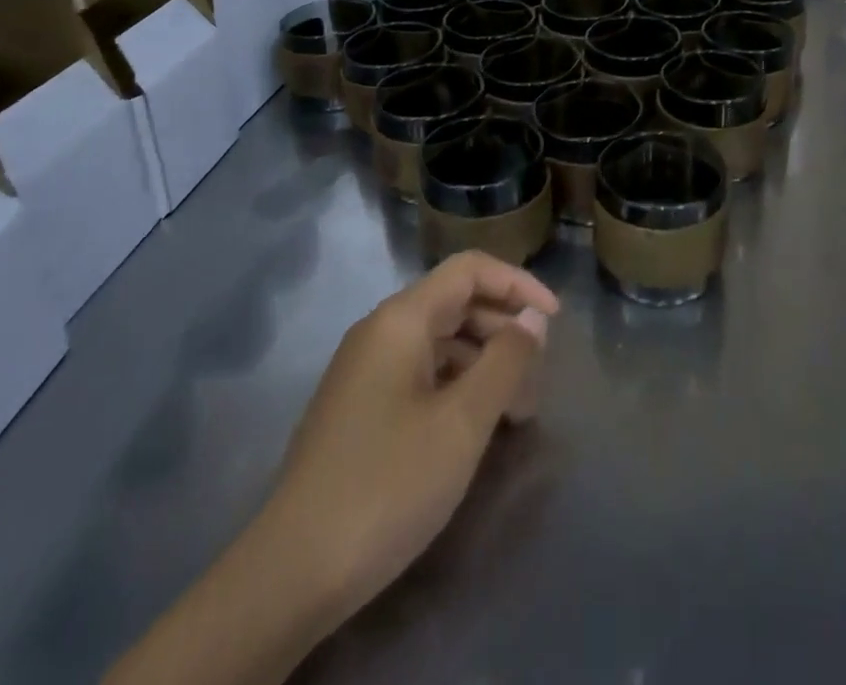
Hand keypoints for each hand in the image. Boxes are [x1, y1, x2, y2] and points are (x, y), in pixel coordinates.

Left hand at [269, 252, 559, 633]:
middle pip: (456, 303)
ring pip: (441, 342)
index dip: (517, 284)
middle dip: (504, 332)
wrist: (291, 574)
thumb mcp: (462, 422)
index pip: (470, 270)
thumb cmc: (388, 484)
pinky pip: (421, 374)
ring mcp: (366, 371)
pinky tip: (476, 428)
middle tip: (538, 381)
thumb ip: (506, 361)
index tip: (555, 321)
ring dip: (484, 364)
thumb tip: (533, 319)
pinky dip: (457, 387)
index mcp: (401, 319)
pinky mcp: (360, 408)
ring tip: (517, 414)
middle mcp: (380, 332)